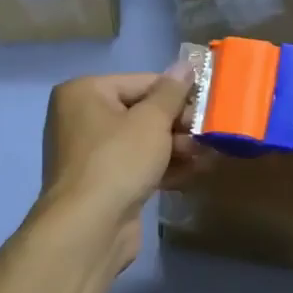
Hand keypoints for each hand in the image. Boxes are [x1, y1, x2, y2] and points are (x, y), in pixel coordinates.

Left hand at [38, 60, 204, 267]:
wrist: (89, 228)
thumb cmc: (118, 161)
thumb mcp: (152, 121)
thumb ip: (172, 92)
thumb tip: (185, 64)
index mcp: (84, 92)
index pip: (142, 81)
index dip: (178, 93)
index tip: (210, 104)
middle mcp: (81, 117)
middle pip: (142, 111)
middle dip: (178, 124)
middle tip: (210, 133)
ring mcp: (90, 153)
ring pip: (142, 141)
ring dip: (176, 147)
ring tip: (209, 155)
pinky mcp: (103, 182)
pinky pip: (137, 165)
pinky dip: (163, 167)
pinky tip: (193, 173)